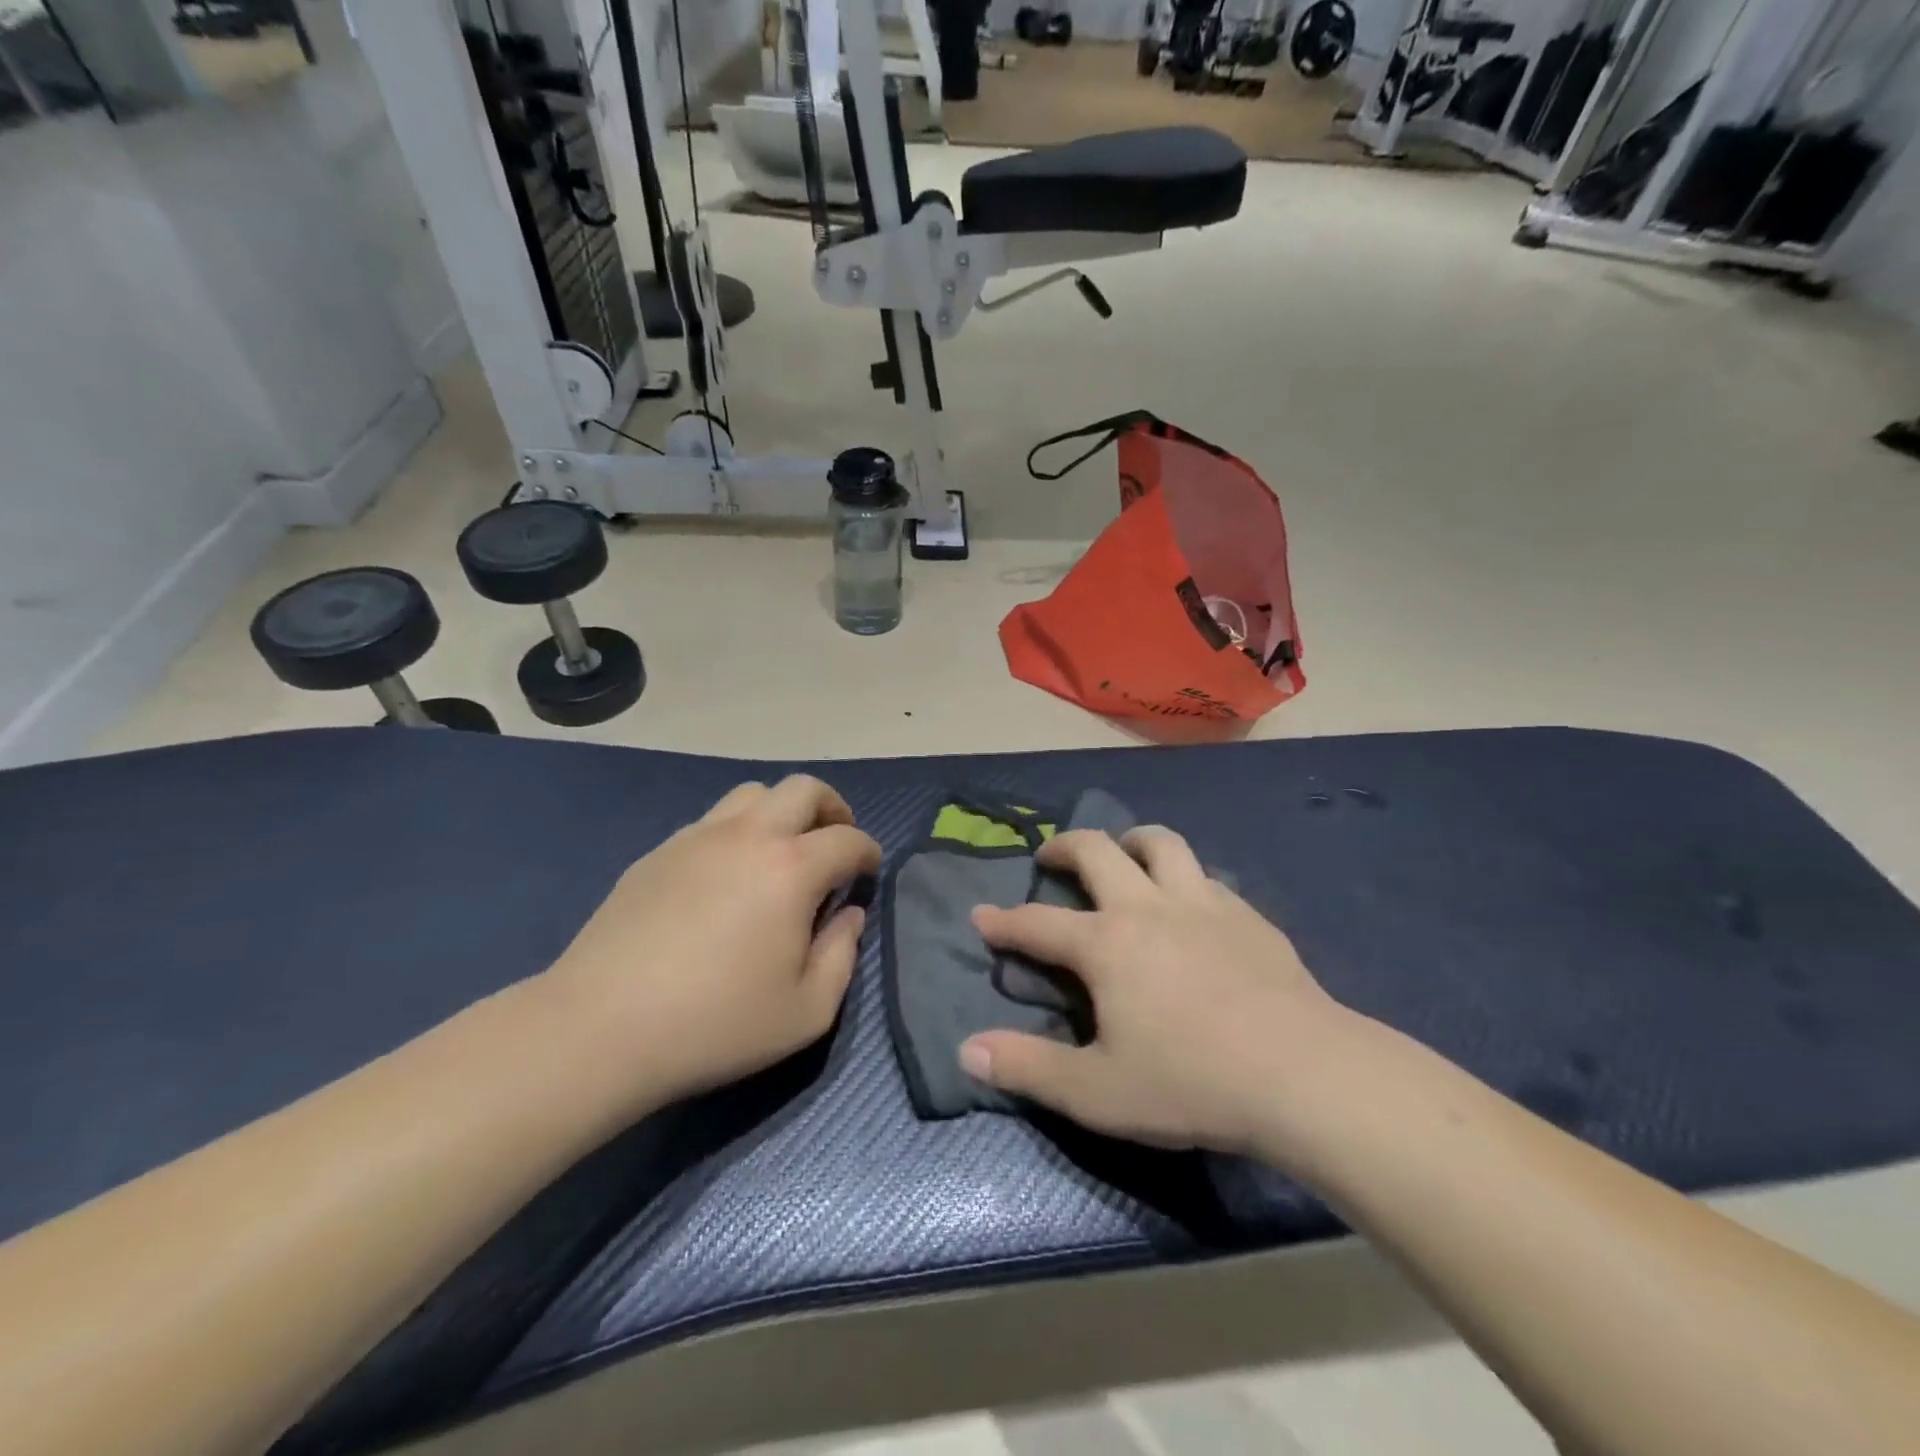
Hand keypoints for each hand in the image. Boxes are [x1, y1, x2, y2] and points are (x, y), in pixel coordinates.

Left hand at [542, 776, 880, 1107]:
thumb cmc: (716, 1024)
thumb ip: (843, 956)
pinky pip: (711, 821)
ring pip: (753, 794)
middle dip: (832, 808)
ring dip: (782, 812)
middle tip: (834, 842)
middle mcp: (748, 836)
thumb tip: (849, 915)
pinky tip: (727, 876)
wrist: (600, 1028)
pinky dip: (737, 832)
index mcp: (791, 869)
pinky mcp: (658, 853)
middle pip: (803, 788)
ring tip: (782, 852)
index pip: (848, 838)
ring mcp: (697, 838)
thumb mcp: (806, 1012)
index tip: (868, 872)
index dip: (868, 852)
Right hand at [960, 828, 1360, 1161]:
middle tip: (1050, 858)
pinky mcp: (1247, 915)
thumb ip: (1027, 1068)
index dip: (1003, 922)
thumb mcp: (1096, 1092)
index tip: (981, 916)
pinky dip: (1183, 878)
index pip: (1037, 924)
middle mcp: (1148, 907)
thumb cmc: (1192, 1082)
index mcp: (1106, 944)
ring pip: (1161, 843)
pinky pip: (1205, 877)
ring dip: (1131, 841)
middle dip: (1064, 847)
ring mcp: (1203, 904)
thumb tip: (967, 1050)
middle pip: (1097, 851)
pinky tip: (1190, 906)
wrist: (1305, 1074)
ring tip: (1122, 856)